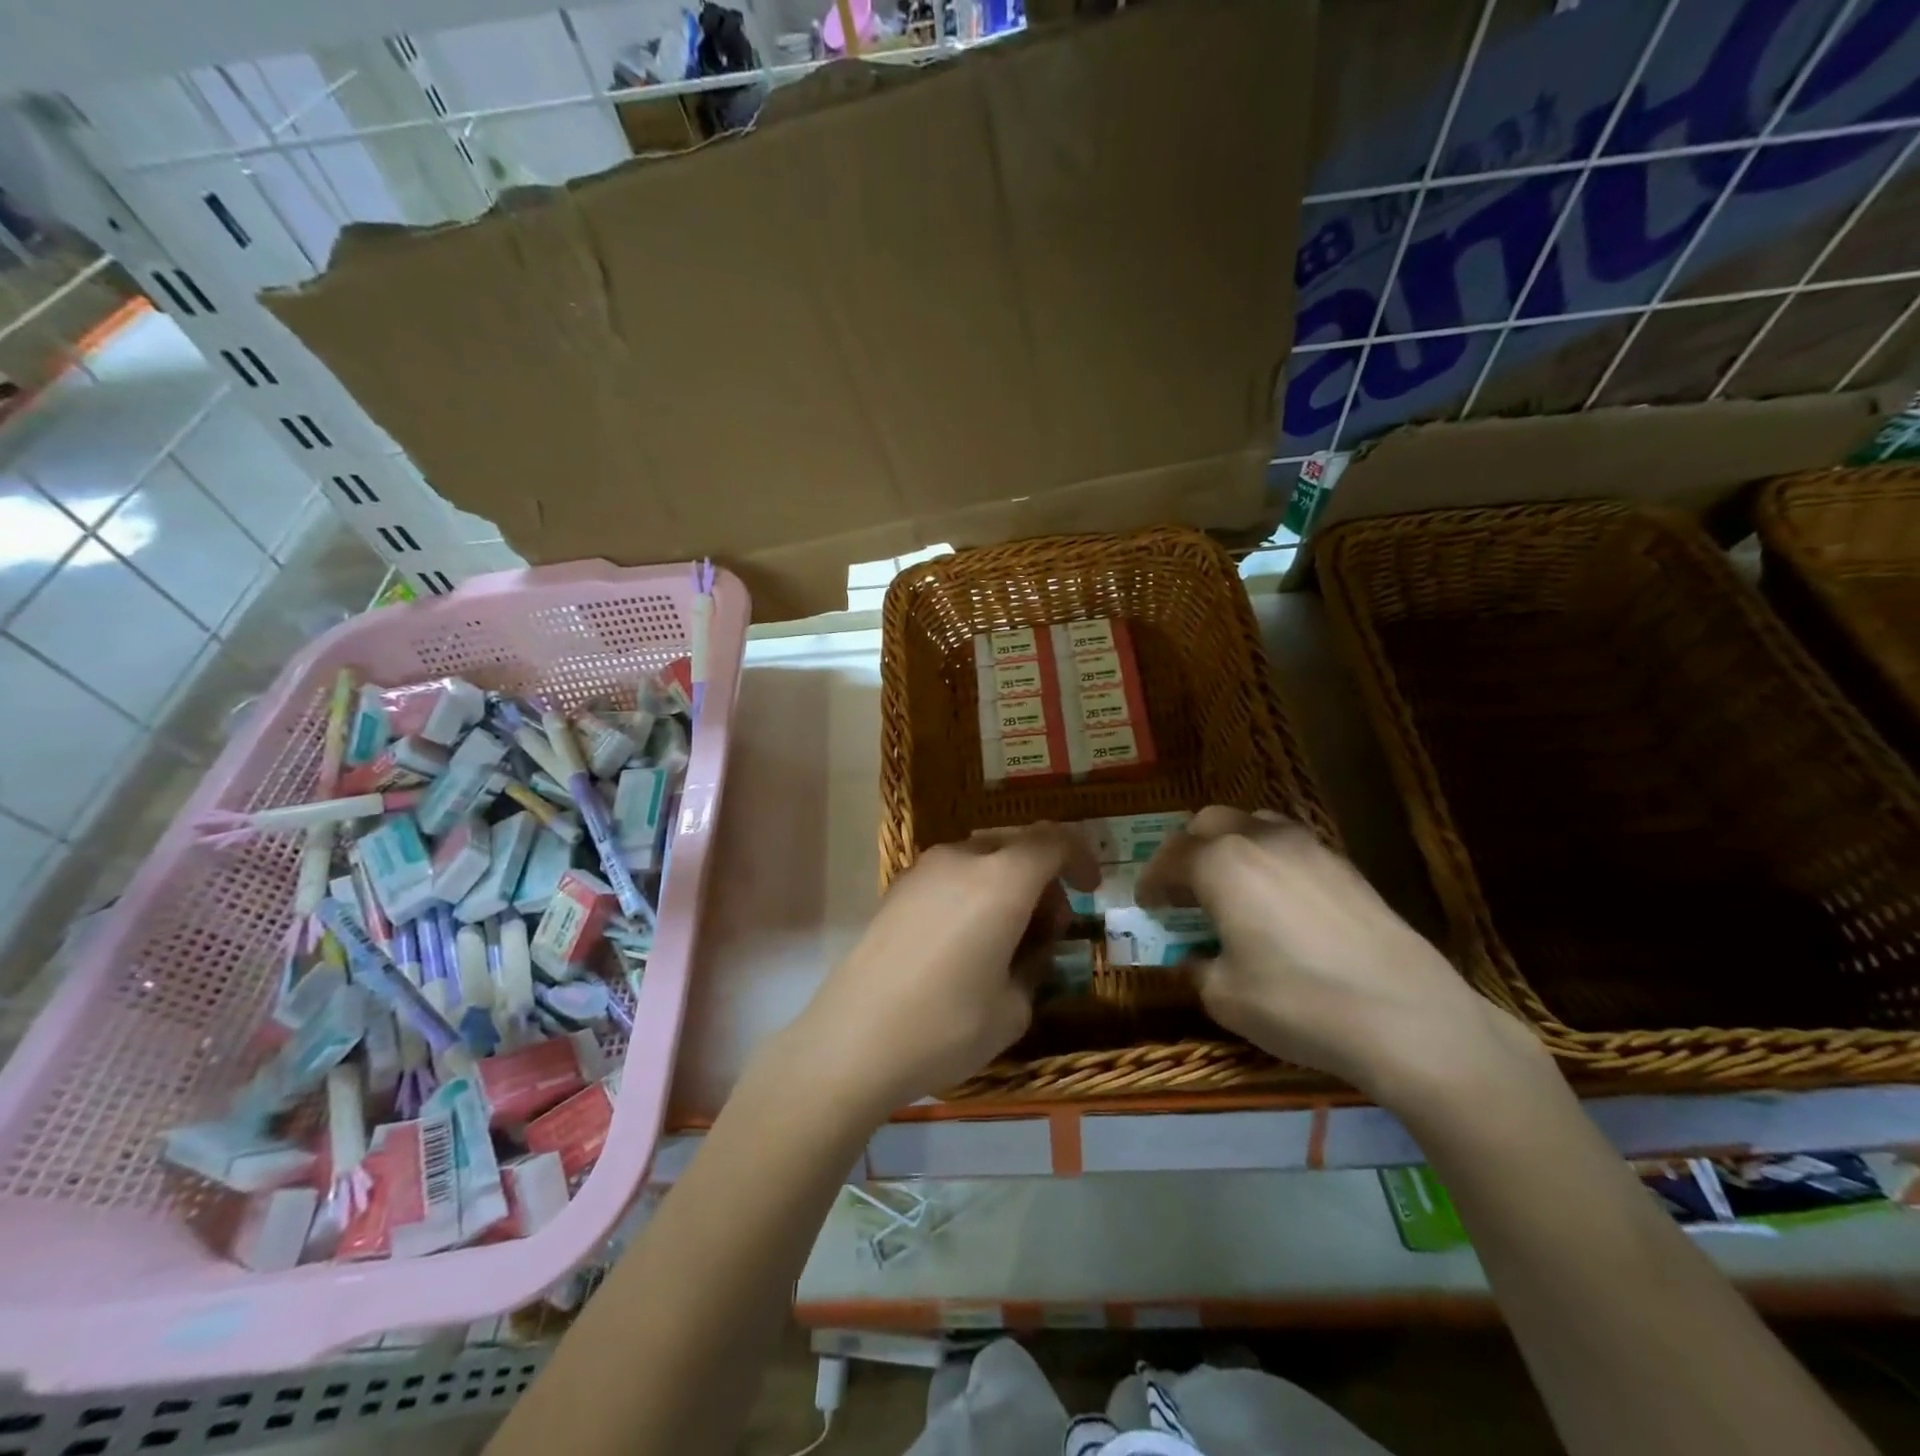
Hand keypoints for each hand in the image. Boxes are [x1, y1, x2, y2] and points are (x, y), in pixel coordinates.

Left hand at [786, 824, 1099, 1115]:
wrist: (851, 1040)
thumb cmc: (944, 1027)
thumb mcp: (1013, 1009)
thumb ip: (1035, 963)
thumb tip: (1031, 945)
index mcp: (1001, 880)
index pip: (1053, 840)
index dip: (1080, 858)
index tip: (1090, 890)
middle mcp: (961, 860)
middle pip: (1017, 845)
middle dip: (1043, 877)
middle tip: (1049, 929)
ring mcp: (922, 870)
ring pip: (982, 858)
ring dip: (1007, 884)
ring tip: (1006, 938)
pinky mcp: (897, 888)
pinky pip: (951, 874)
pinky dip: (974, 891)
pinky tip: (966, 940)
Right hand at [1137, 807, 1544, 1104]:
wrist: (1408, 1018)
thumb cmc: (1299, 1004)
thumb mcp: (1225, 996)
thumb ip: (1197, 967)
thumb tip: (1194, 958)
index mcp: (1222, 864)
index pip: (1170, 858)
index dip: (1152, 881)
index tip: (1147, 904)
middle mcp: (1261, 840)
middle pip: (1209, 823)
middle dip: (1187, 850)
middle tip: (1183, 888)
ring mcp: (1309, 847)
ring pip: (1254, 824)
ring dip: (1230, 846)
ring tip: (1231, 887)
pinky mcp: (1345, 865)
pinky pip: (1290, 844)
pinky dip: (1269, 859)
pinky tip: (1278, 901)